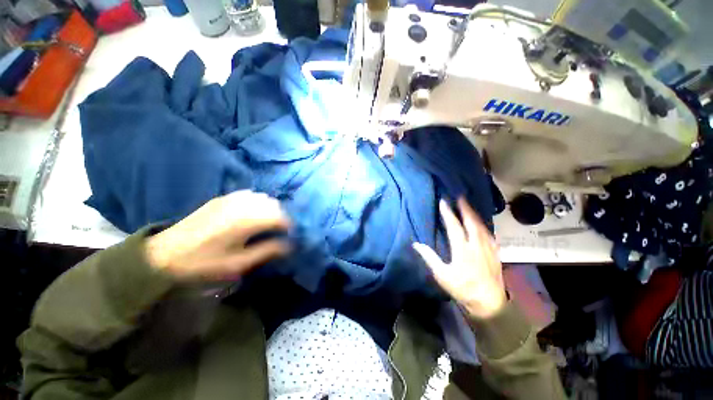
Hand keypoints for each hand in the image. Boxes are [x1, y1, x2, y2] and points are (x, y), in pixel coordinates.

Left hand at [145, 190, 291, 280]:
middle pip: (274, 205)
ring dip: (270, 209)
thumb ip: (267, 251)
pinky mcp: (222, 198)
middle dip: (281, 217)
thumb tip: (289, 245)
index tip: (290, 236)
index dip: (289, 226)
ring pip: (263, 198)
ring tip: (267, 223)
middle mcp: (242, 205)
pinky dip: (257, 202)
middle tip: (279, 231)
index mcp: (247, 221)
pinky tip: (252, 214)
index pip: (280, 217)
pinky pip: (249, 195)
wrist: (164, 254)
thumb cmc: (204, 263)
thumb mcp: (238, 263)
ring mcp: (231, 199)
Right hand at [413, 198, 505, 318]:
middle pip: (471, 222)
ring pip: (481, 226)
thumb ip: (429, 258)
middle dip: (465, 208)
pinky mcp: (495, 253)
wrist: (489, 303)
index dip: (448, 213)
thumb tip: (416, 244)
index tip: (443, 202)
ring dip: (474, 214)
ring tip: (468, 206)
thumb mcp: (442, 275)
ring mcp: (488, 248)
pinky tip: (481, 224)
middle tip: (460, 197)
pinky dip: (483, 225)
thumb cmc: (463, 288)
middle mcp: (477, 245)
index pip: (454, 226)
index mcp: (463, 250)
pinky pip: (489, 234)